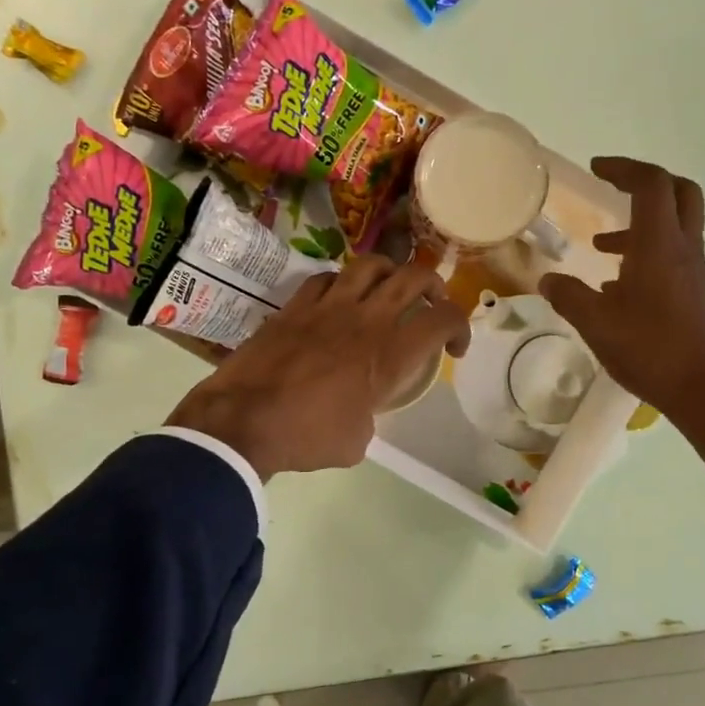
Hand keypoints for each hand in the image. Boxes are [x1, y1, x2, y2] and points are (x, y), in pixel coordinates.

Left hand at [165, 256, 470, 479]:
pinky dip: (341, 283)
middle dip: (434, 286)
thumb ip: (370, 414)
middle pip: (414, 277)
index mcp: (391, 354)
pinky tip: (338, 298)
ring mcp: (328, 306)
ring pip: (371, 265)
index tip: (453, 349)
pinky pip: (326, 278)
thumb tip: (359, 408)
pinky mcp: (295, 305)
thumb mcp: (357, 441)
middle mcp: (367, 320)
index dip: (460, 327)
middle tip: (431, 304)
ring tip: (388, 289)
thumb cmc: (307, 437)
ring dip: (389, 272)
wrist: (243, 421)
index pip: (444, 319)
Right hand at [539, 157, 704, 482]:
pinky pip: (673, 258)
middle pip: (678, 193)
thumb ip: (570, 297)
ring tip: (602, 248)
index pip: (651, 185)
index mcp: (659, 245)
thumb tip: (548, 281)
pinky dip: (647, 256)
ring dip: (641, 225)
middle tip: (614, 189)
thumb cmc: (653, 350)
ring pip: (675, 229)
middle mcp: (683, 249)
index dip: (624, 168)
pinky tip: (619, 289)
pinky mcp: (697, 296)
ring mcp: (695, 273)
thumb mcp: (597, 324)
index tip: (597, 168)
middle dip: (645, 183)